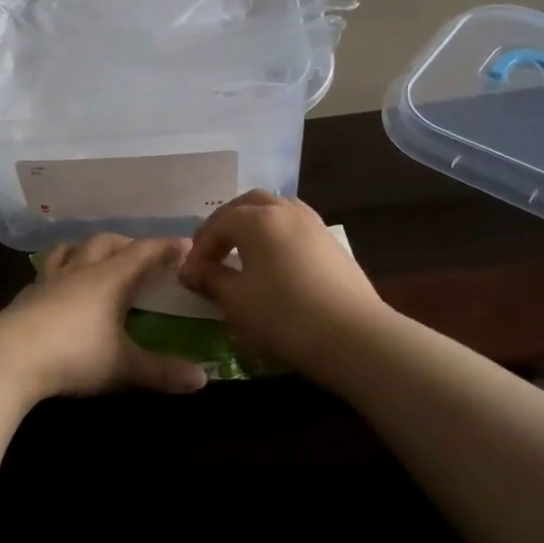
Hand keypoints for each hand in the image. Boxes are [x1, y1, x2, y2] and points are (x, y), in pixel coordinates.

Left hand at [0, 234, 209, 400]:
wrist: (8, 359)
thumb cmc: (74, 356)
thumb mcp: (124, 367)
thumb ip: (163, 372)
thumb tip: (203, 379)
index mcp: (110, 278)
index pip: (144, 252)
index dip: (166, 247)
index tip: (185, 246)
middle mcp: (80, 270)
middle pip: (106, 242)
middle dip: (128, 243)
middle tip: (142, 255)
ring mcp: (48, 280)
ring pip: (70, 249)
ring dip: (88, 248)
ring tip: (96, 258)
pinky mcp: (24, 296)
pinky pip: (47, 272)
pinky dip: (60, 270)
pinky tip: (58, 288)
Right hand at [178, 192, 389, 373]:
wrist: (354, 337)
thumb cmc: (284, 316)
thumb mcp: (237, 301)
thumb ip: (211, 279)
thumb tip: (193, 271)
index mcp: (257, 219)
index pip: (217, 224)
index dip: (199, 250)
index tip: (188, 278)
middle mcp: (286, 211)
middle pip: (247, 205)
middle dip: (224, 225)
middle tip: (211, 253)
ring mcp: (314, 224)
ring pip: (275, 211)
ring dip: (252, 226)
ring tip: (241, 254)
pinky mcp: (332, 244)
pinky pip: (294, 227)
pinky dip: (275, 236)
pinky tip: (273, 264)